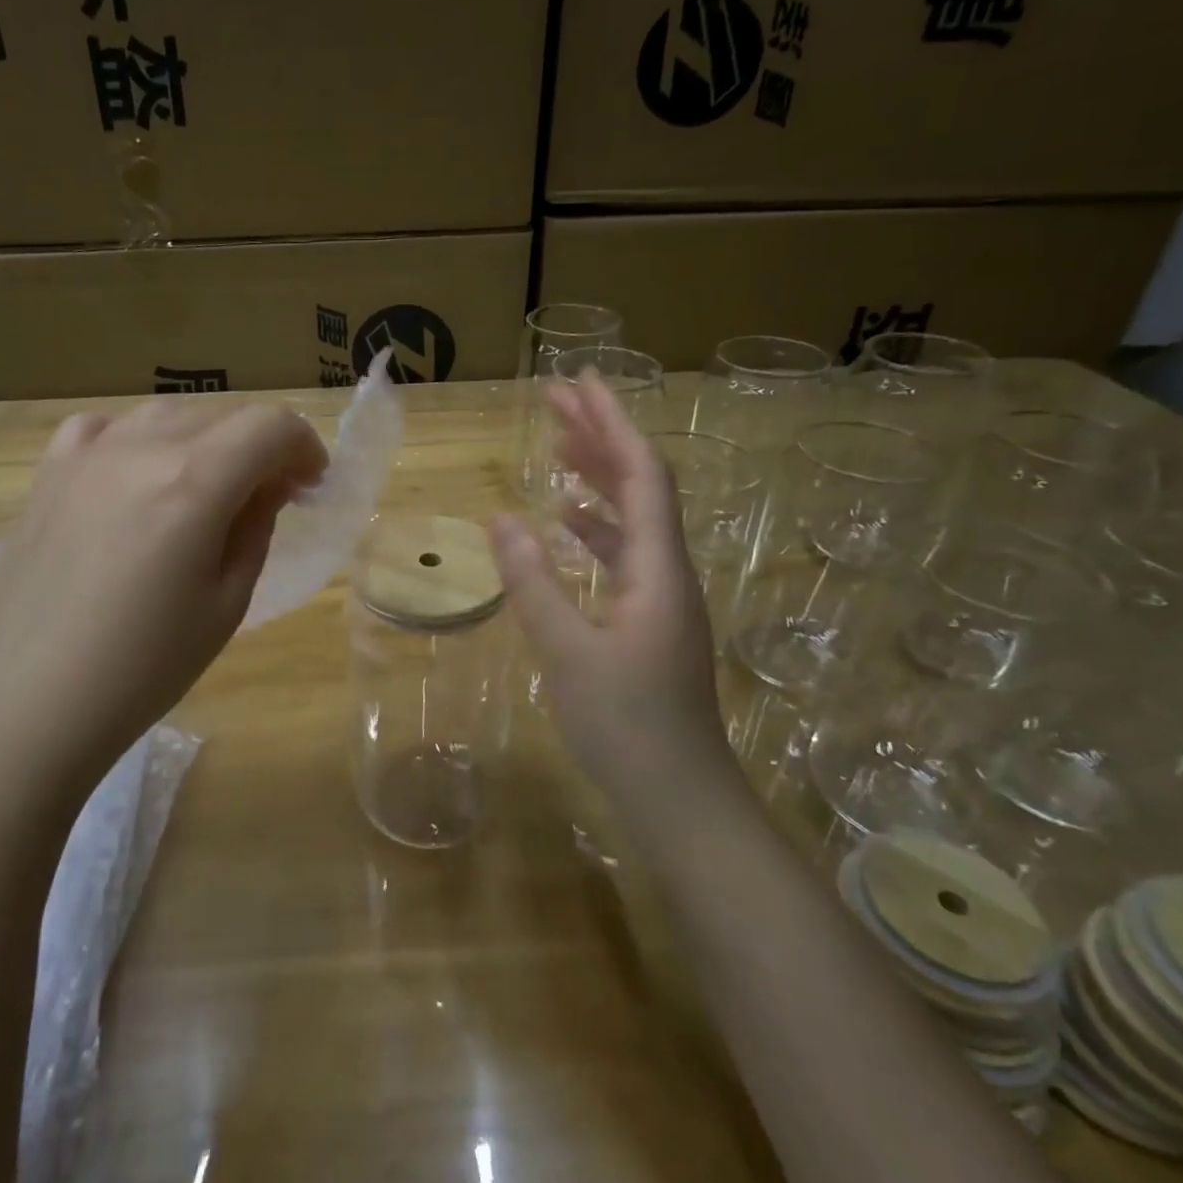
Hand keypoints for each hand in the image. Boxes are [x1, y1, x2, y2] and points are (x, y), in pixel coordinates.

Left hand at [0, 398, 326, 796]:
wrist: (26, 706)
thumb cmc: (143, 670)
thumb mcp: (226, 604)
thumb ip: (255, 528)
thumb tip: (269, 485)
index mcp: (194, 485)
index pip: (270, 425)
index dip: (304, 446)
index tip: (310, 485)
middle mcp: (140, 450)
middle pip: (223, 414)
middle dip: (262, 446)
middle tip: (271, 495)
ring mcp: (85, 456)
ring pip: (167, 414)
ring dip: (207, 440)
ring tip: (209, 488)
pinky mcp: (47, 475)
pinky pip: (104, 428)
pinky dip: (139, 439)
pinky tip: (137, 476)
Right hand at [489, 373, 735, 805]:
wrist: (680, 799)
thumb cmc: (626, 726)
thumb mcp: (567, 652)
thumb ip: (533, 583)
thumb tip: (501, 518)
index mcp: (658, 569)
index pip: (642, 474)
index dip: (612, 423)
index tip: (580, 382)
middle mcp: (668, 572)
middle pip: (640, 485)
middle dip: (601, 437)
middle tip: (557, 400)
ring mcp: (661, 598)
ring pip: (632, 519)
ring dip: (598, 479)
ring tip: (558, 449)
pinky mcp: (649, 622)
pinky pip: (624, 555)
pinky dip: (595, 529)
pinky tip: (567, 526)